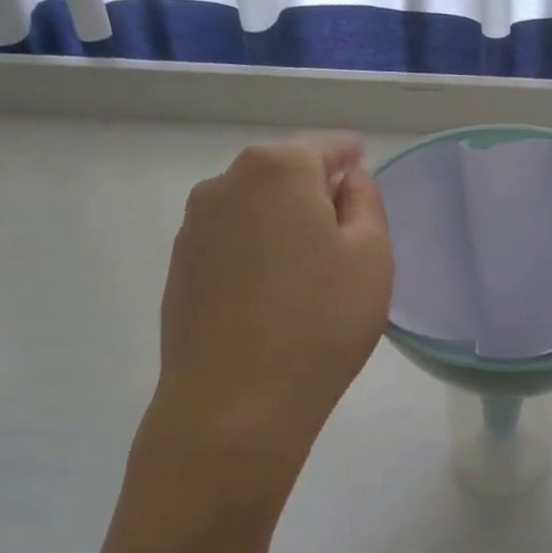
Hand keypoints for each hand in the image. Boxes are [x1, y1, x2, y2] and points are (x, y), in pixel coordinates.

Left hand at [146, 136, 392, 463]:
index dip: (351, 156)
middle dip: (316, 192)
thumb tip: (347, 180)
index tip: (365, 168)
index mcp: (277, 169)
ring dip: (284, 224)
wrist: (235, 405)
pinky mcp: (179, 269)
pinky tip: (274, 295)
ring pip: (255, 209)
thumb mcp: (372, 255)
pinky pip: (232, 244)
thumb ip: (366, 202)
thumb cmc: (321, 322)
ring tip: (311, 271)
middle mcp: (225, 184)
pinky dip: (257, 253)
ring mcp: (194, 227)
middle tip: (348, 234)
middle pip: (284, 174)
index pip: (325, 147)